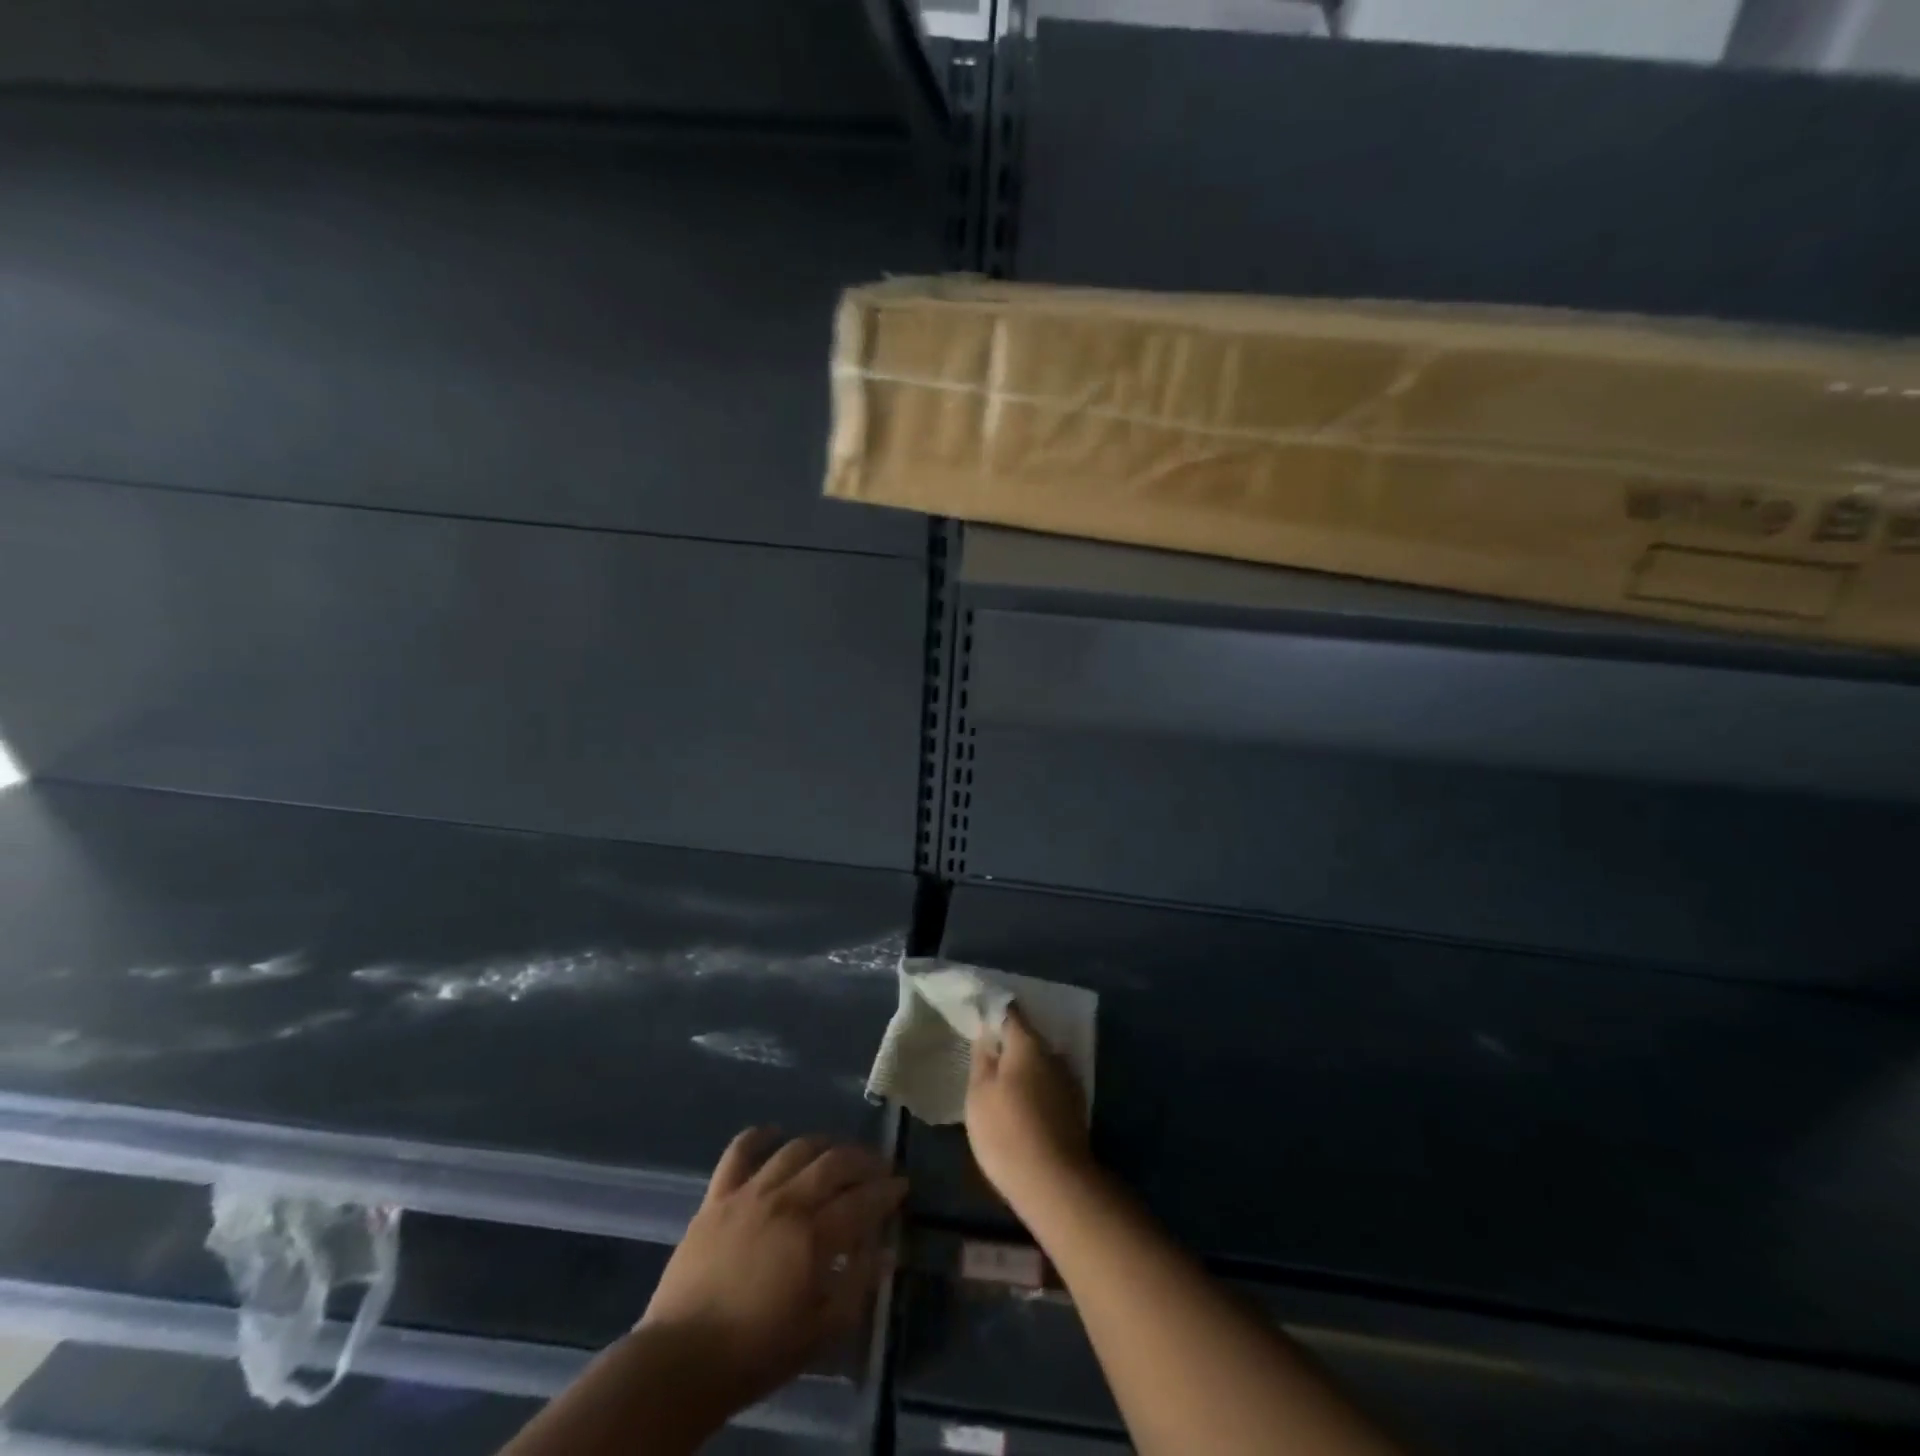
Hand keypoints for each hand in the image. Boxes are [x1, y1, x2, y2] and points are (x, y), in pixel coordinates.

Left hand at [638, 1130, 905, 1413]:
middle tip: (879, 1165)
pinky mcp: (717, 1197)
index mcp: (813, 1237)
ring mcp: (749, 1193)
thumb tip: (885, 1251)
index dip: (887, 1191)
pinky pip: (739, 1152)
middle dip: (863, 1160)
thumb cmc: (757, 1353)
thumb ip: (857, 1287)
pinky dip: (759, 1136)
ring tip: (837, 1152)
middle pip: (834, 1164)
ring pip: (796, 1149)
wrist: (681, 1361)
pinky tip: (774, 1133)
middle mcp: (785, 1201)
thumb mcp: (821, 1332)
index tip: (902, 1186)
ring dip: (823, 1145)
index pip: (862, 1201)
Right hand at [965, 1005, 1093, 1211]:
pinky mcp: (1075, 1110)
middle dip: (1008, 1045)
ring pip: (1040, 1064)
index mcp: (1028, 1045)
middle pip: (1027, 1039)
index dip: (992, 1013)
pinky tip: (1022, 1107)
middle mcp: (1053, 1055)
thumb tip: (986, 1037)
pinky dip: (1035, 1089)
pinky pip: (1049, 1087)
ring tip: (1002, 1084)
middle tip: (985, 1057)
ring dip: (1023, 1069)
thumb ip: (982, 1060)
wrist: (1055, 1183)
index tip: (978, 1019)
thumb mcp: (979, 1094)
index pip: (1010, 1013)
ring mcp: (1068, 1082)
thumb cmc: (1007, 1131)